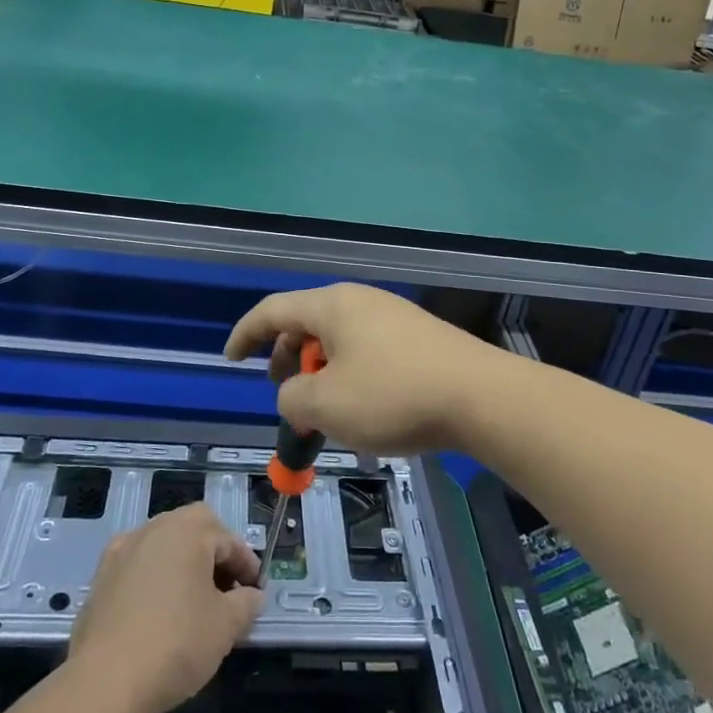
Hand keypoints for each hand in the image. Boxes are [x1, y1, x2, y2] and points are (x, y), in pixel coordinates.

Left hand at [66, 503, 263, 712]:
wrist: (104, 682)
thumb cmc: (175, 644)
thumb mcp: (225, 626)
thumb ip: (246, 604)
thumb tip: (252, 596)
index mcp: (188, 531)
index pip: (228, 539)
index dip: (247, 565)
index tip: (256, 592)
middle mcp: (154, 529)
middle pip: (194, 528)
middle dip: (214, 553)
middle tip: (226, 588)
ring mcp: (122, 551)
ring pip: (163, 544)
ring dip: (183, 563)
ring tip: (193, 600)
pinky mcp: (100, 577)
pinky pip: (138, 565)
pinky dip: (154, 577)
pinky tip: (157, 609)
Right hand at [224, 283, 511, 454]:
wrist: (482, 397)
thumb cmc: (393, 396)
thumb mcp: (326, 405)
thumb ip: (292, 399)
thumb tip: (297, 395)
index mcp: (332, 305)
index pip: (273, 310)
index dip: (245, 334)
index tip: (230, 359)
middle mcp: (361, 300)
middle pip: (306, 323)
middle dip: (287, 359)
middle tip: (285, 395)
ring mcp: (393, 316)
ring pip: (339, 340)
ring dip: (320, 372)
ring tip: (326, 411)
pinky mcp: (418, 337)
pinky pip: (367, 350)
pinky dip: (350, 375)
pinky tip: (364, 409)